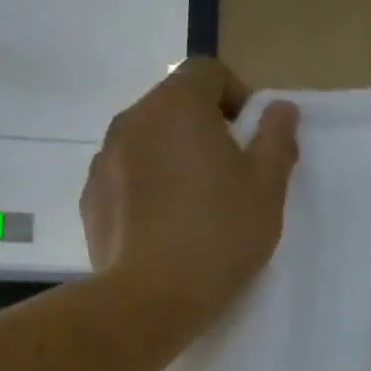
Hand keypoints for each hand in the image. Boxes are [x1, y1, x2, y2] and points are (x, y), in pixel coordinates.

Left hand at [82, 59, 298, 324]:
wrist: (150, 299)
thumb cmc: (219, 237)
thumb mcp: (267, 189)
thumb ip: (276, 139)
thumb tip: (280, 108)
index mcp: (179, 106)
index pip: (209, 71)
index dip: (237, 96)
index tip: (251, 139)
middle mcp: (134, 119)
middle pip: (175, 105)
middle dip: (205, 129)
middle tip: (229, 177)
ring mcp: (104, 158)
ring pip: (148, 142)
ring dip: (173, 159)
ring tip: (194, 207)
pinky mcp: (90, 197)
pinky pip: (126, 177)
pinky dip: (146, 188)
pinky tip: (164, 229)